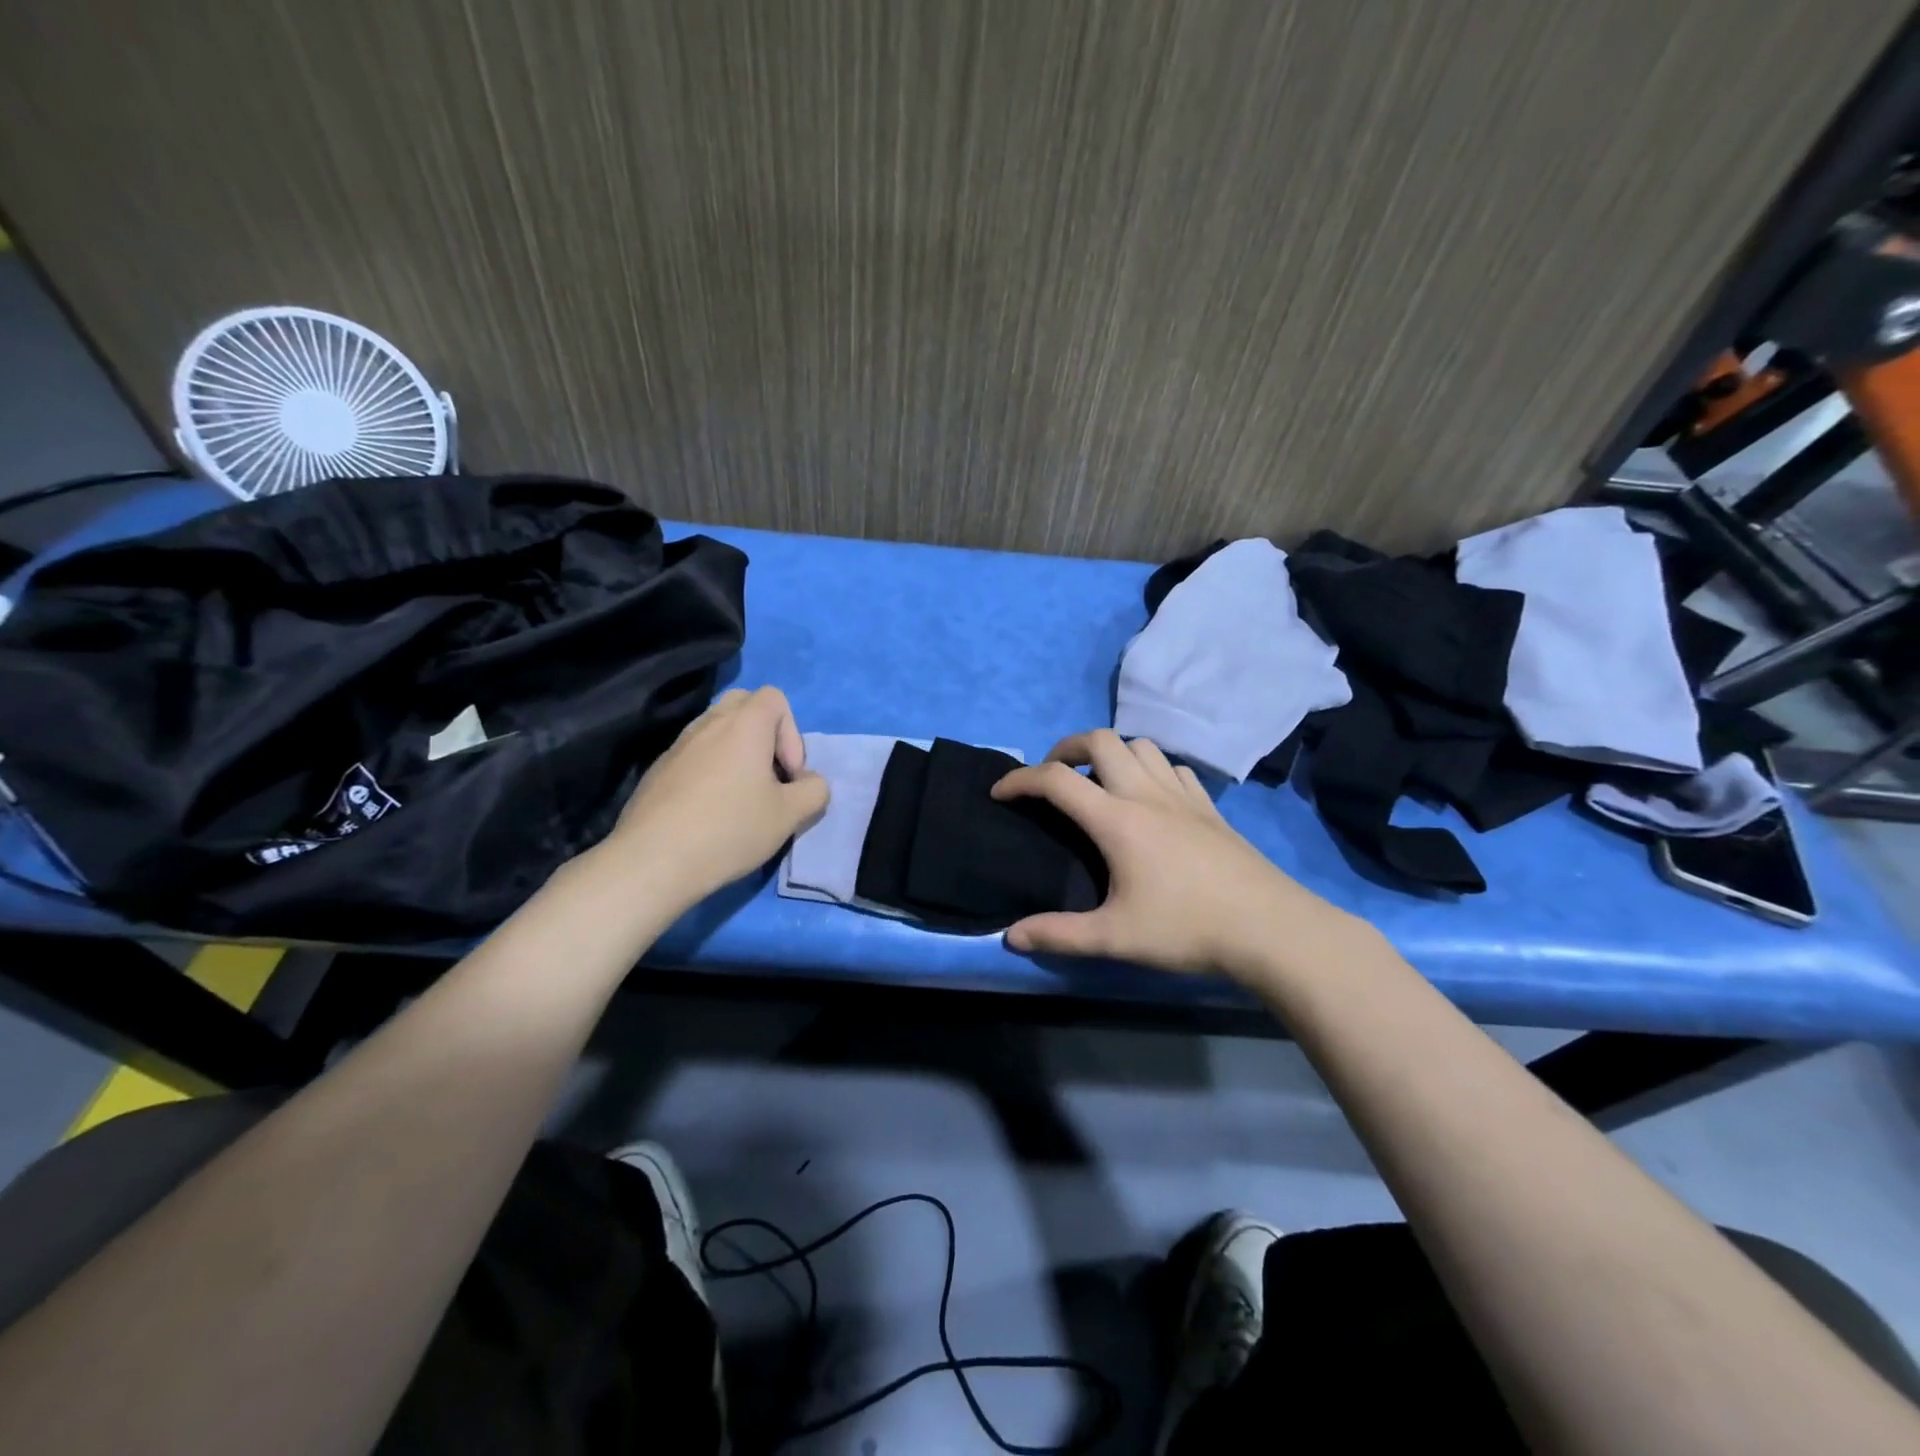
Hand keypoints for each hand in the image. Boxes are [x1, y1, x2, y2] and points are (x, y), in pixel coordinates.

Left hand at [599, 686, 828, 912]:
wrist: (652, 860)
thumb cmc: (730, 829)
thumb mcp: (790, 815)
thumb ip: (814, 791)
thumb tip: (810, 782)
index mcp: (744, 725)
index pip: (775, 698)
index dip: (792, 733)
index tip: (788, 774)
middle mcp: (708, 724)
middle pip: (742, 704)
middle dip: (764, 733)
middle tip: (768, 774)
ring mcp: (678, 745)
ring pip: (715, 730)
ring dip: (736, 753)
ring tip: (741, 797)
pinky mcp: (657, 771)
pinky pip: (693, 755)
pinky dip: (709, 770)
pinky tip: (709, 812)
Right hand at [991, 730, 1345, 978]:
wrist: (1270, 928)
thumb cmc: (1187, 929)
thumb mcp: (1114, 938)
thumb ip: (1059, 935)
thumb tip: (1010, 937)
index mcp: (1117, 820)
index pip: (1056, 780)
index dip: (1020, 779)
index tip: (1000, 793)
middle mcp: (1146, 794)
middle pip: (1100, 740)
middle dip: (1065, 747)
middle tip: (1053, 777)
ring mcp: (1183, 796)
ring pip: (1140, 745)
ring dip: (1111, 752)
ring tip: (1099, 783)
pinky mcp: (1210, 807)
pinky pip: (1173, 767)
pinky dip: (1151, 768)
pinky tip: (1151, 797)